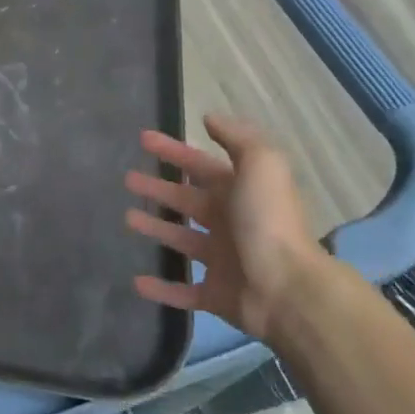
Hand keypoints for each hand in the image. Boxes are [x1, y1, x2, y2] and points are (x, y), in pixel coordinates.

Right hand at [124, 114, 323, 344]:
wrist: (287, 287)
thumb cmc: (268, 221)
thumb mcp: (261, 165)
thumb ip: (237, 138)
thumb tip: (210, 118)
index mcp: (240, 192)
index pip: (199, 166)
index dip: (173, 151)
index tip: (143, 139)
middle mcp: (230, 223)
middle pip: (187, 200)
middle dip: (158, 188)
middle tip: (127, 179)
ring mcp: (222, 260)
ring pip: (182, 240)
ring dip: (156, 229)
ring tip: (127, 219)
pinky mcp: (215, 294)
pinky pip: (183, 291)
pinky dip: (161, 288)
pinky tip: (137, 281)